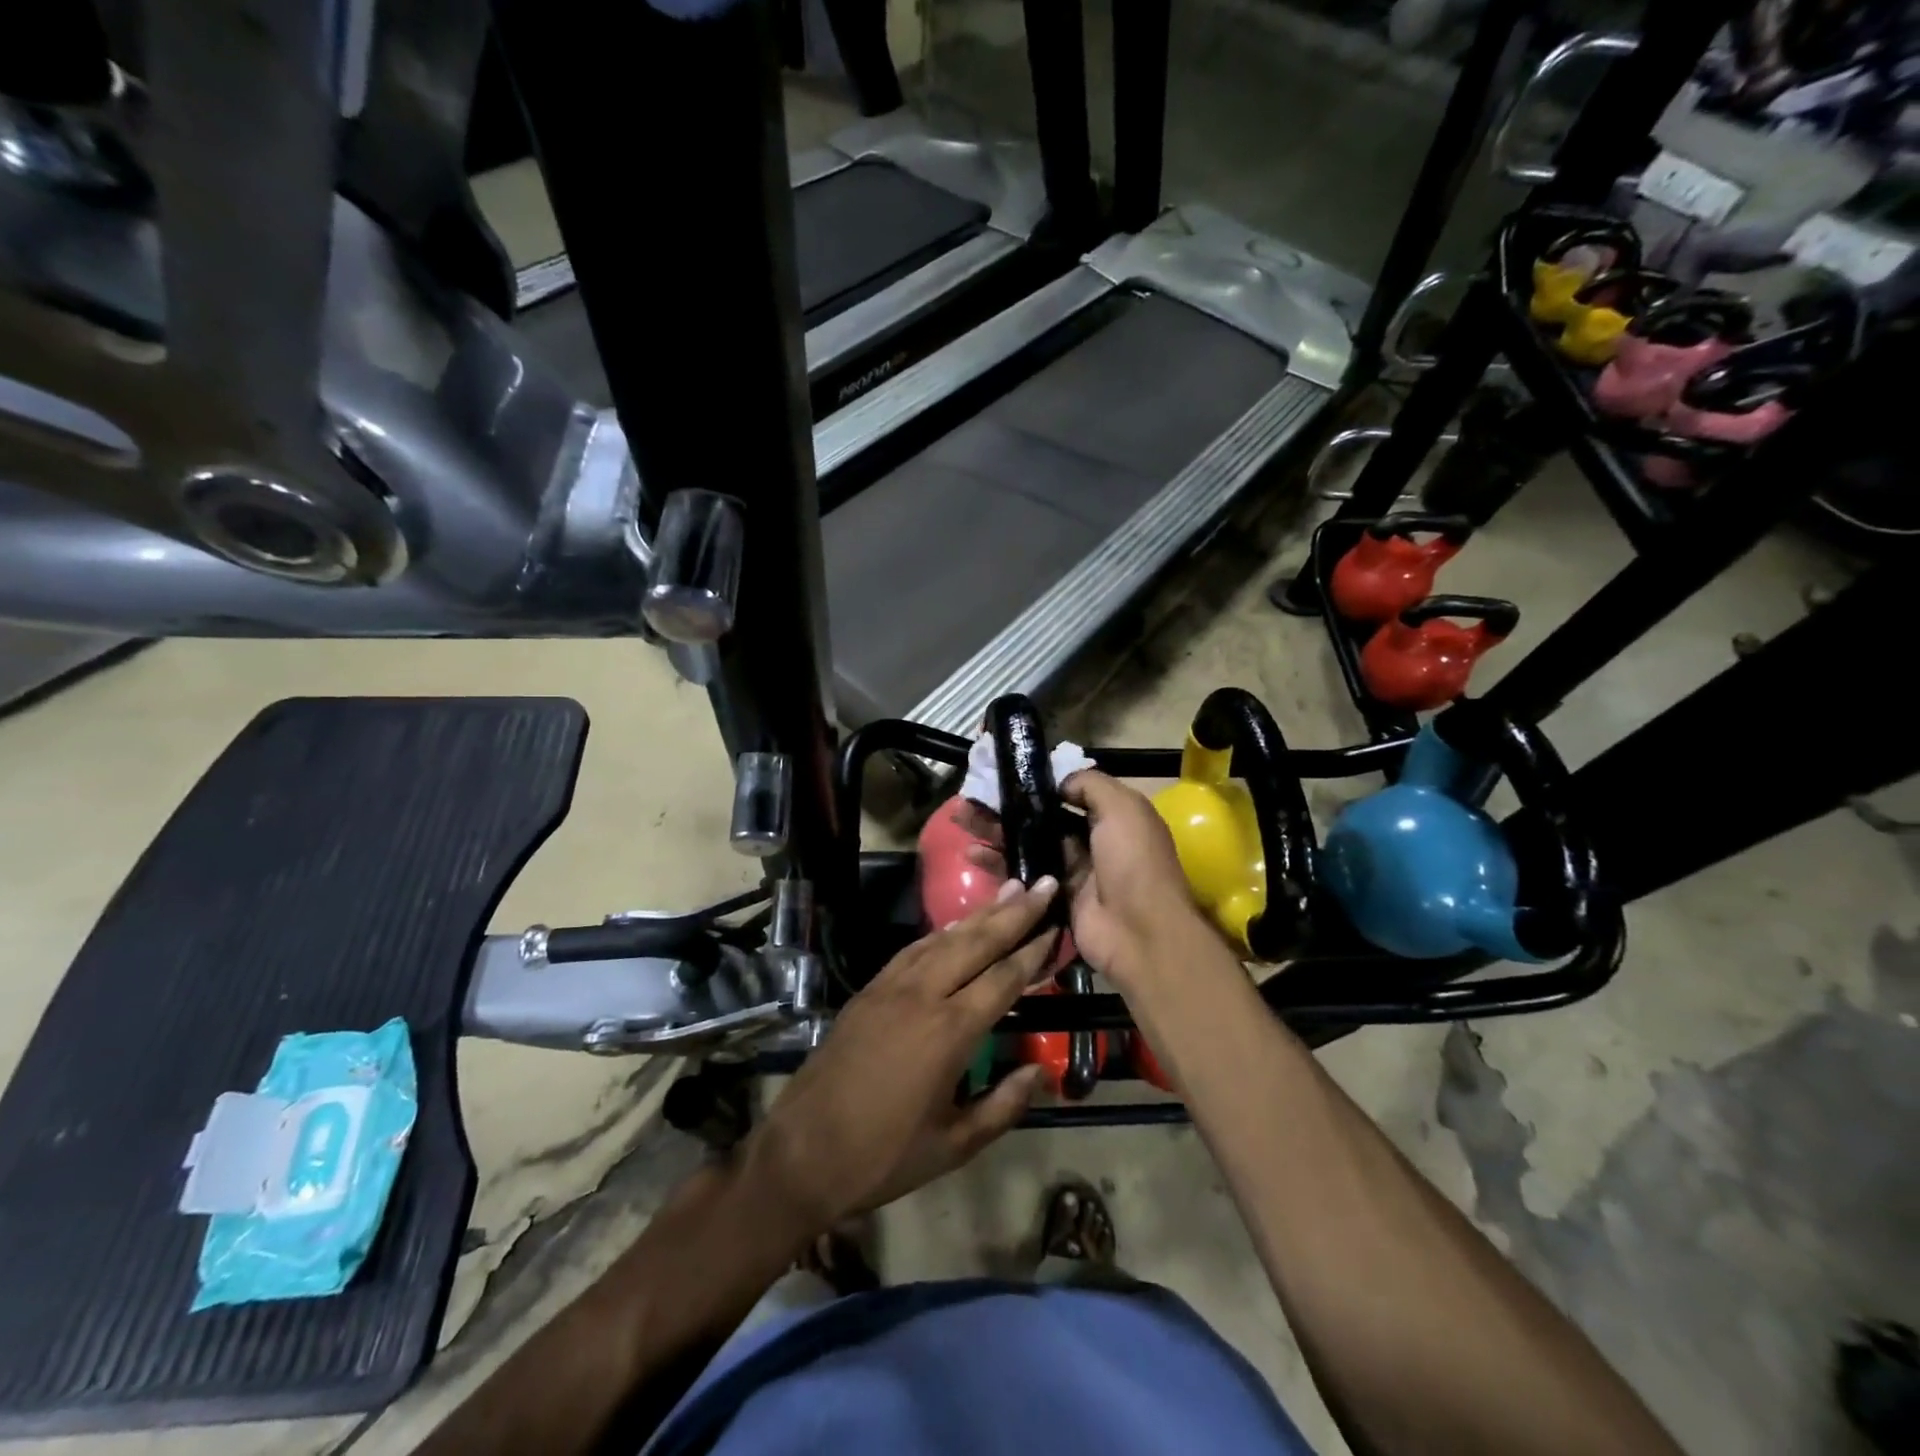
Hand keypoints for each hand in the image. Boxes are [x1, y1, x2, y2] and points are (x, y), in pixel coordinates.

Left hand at [741, 879, 1060, 1235]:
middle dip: (1013, 912)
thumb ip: (1003, 1106)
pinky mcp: (869, 990)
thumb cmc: (883, 1156)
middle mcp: (922, 996)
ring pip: (943, 938)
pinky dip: (940, 933)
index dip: (1033, 951)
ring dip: (979, 913)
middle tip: (1043, 884)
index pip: (1003, 979)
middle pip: (976, 943)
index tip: (1057, 925)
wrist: (801, 1152)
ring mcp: (891, 987)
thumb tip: (1040, 1071)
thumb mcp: (954, 1146)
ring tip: (1009, 890)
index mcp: (950, 1032)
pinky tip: (955, 926)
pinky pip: (913, 950)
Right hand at [960, 772, 1210, 990]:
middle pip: (1039, 817)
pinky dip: (997, 862)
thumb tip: (1058, 781)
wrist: (1139, 932)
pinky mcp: (1052, 897)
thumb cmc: (1133, 861)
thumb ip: (1090, 785)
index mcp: (1111, 816)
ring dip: (994, 830)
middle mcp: (1090, 839)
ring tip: (960, 817)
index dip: (1036, 783)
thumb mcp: (1122, 808)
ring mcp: (1069, 870)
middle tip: (970, 796)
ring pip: (1025, 843)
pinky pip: (1021, 874)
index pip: (1067, 792)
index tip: (1004, 773)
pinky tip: (971, 852)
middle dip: (1006, 806)